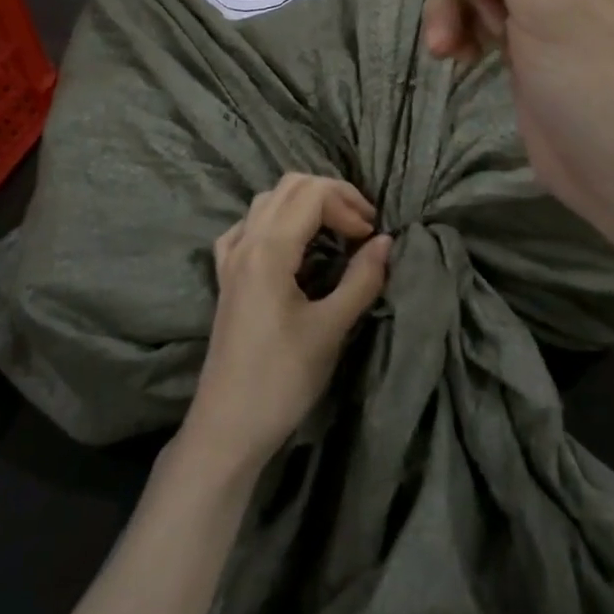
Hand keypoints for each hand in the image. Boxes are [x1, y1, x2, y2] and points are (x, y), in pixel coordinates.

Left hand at [182, 175, 392, 475]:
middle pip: (289, 187)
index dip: (348, 204)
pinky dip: (276, 222)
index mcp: (268, 249)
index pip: (311, 194)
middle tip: (361, 226)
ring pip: (268, 202)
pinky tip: (290, 245)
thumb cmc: (282, 379)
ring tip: (336, 232)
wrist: (228, 426)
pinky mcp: (226, 278)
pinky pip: (248, 228)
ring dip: (305, 205)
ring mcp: (231, 259)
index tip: (372, 236)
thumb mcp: (330, 329)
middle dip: (331, 196)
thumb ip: (362, 280)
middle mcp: (245, 242)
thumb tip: (387, 242)